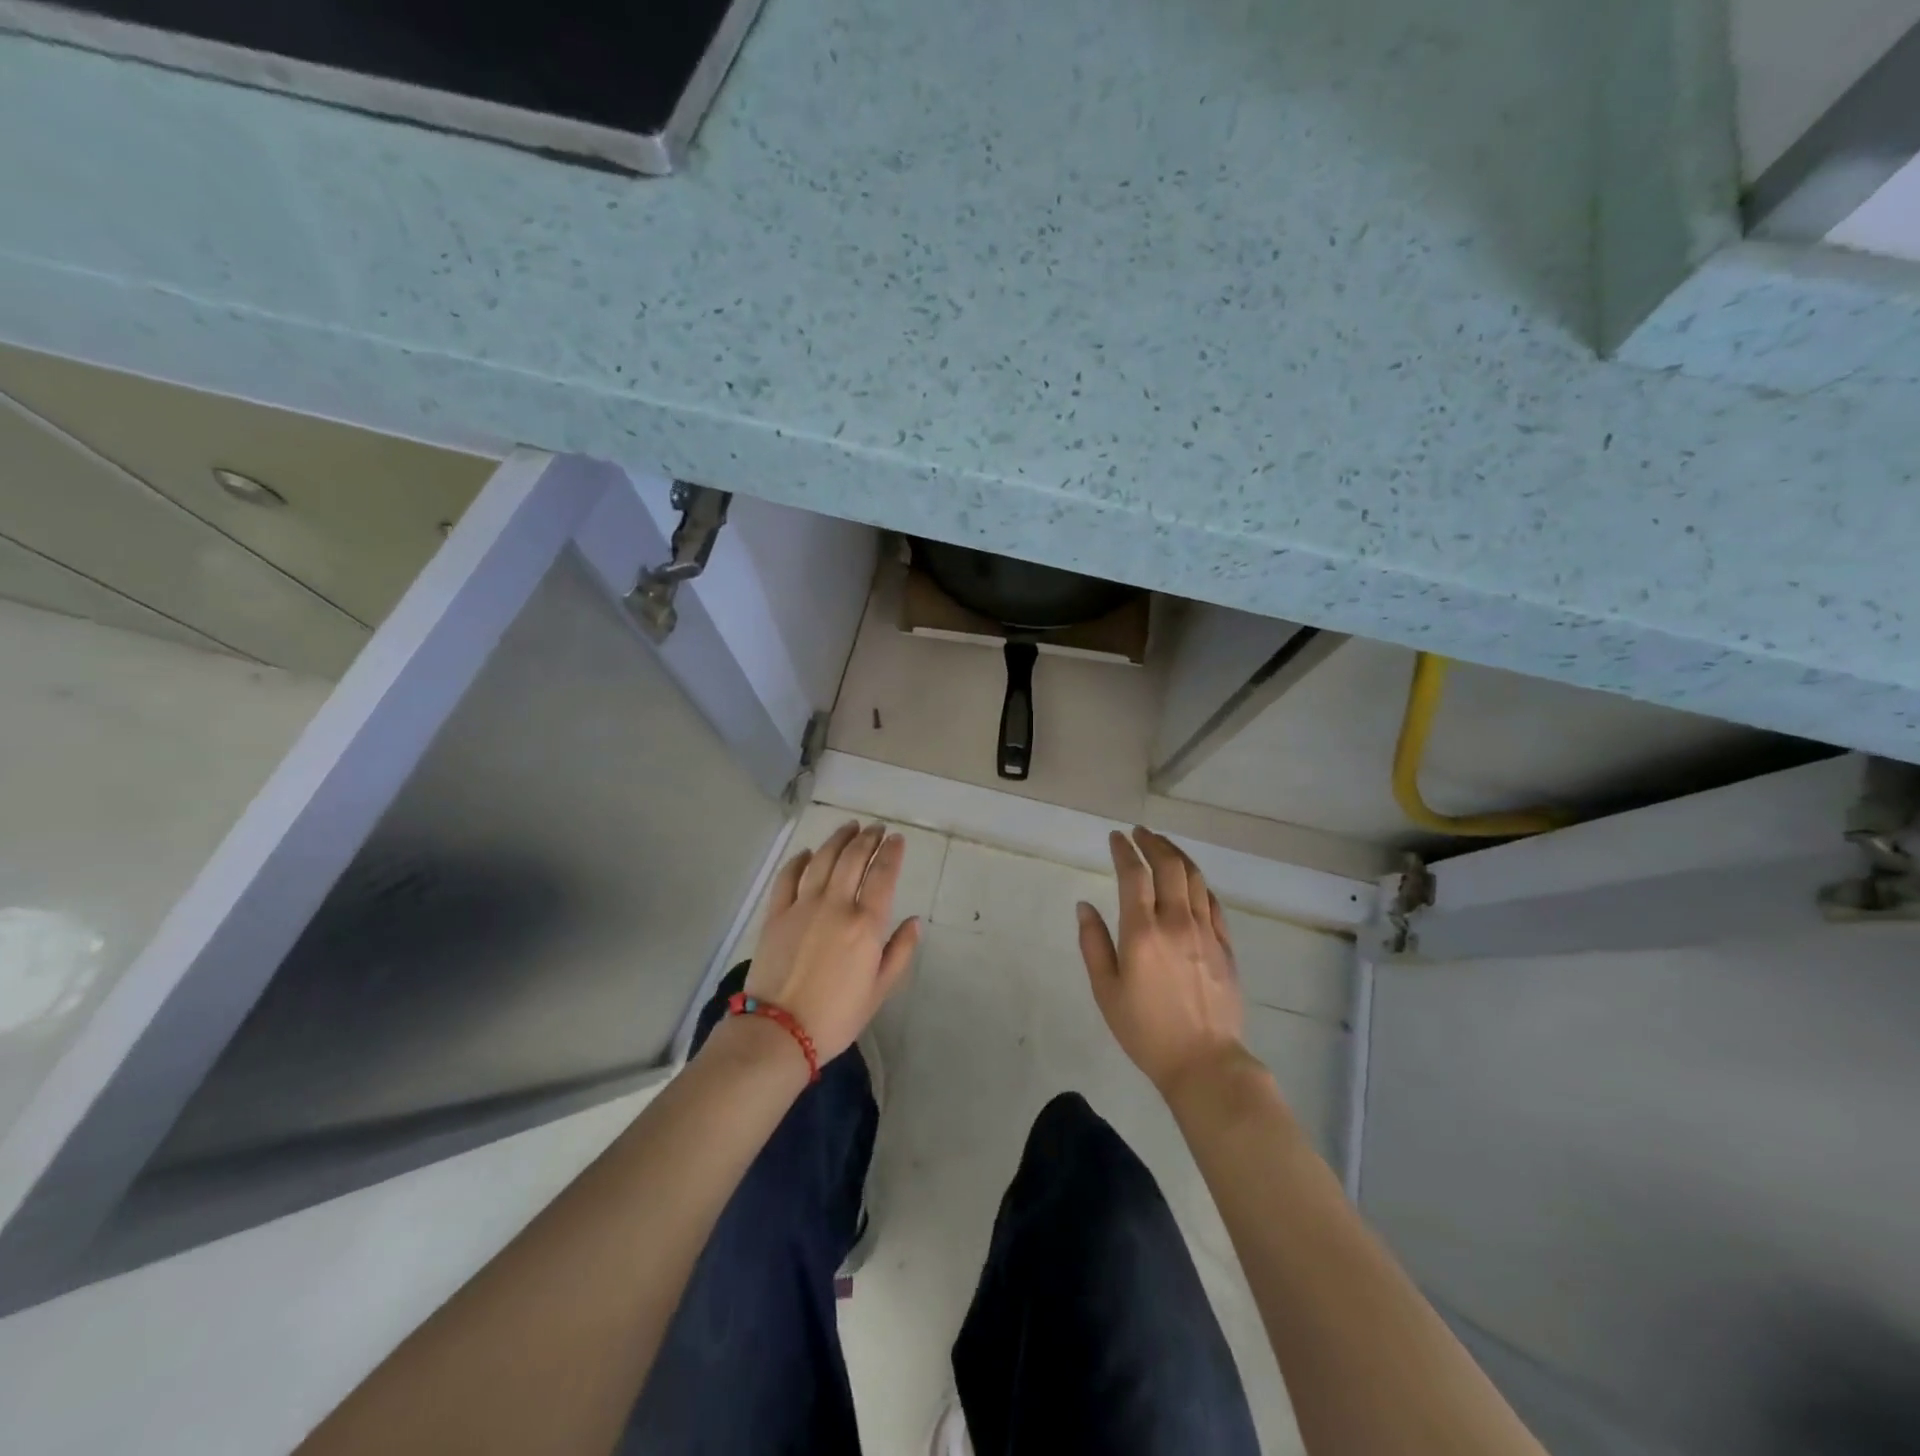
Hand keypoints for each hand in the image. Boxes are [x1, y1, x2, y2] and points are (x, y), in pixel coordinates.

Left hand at [743, 821, 920, 1063]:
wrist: (779, 1032)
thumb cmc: (836, 1016)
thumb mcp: (880, 990)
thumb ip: (900, 952)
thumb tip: (914, 921)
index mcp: (865, 924)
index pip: (883, 875)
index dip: (892, 852)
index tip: (897, 839)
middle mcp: (835, 905)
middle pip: (853, 858)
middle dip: (868, 838)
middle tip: (876, 828)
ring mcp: (802, 906)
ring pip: (822, 859)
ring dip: (838, 839)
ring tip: (849, 827)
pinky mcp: (776, 914)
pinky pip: (788, 877)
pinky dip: (799, 860)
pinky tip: (807, 853)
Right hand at [1077, 827, 1247, 1094]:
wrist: (1205, 1063)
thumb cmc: (1146, 1030)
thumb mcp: (1106, 991)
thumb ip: (1093, 943)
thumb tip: (1084, 906)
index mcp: (1142, 932)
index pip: (1133, 875)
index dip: (1123, 850)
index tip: (1116, 837)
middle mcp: (1176, 922)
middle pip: (1168, 866)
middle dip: (1153, 842)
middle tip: (1140, 833)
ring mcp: (1206, 932)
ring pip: (1194, 878)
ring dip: (1177, 855)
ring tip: (1163, 845)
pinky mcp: (1225, 945)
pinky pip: (1213, 902)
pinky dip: (1198, 882)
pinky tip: (1190, 881)